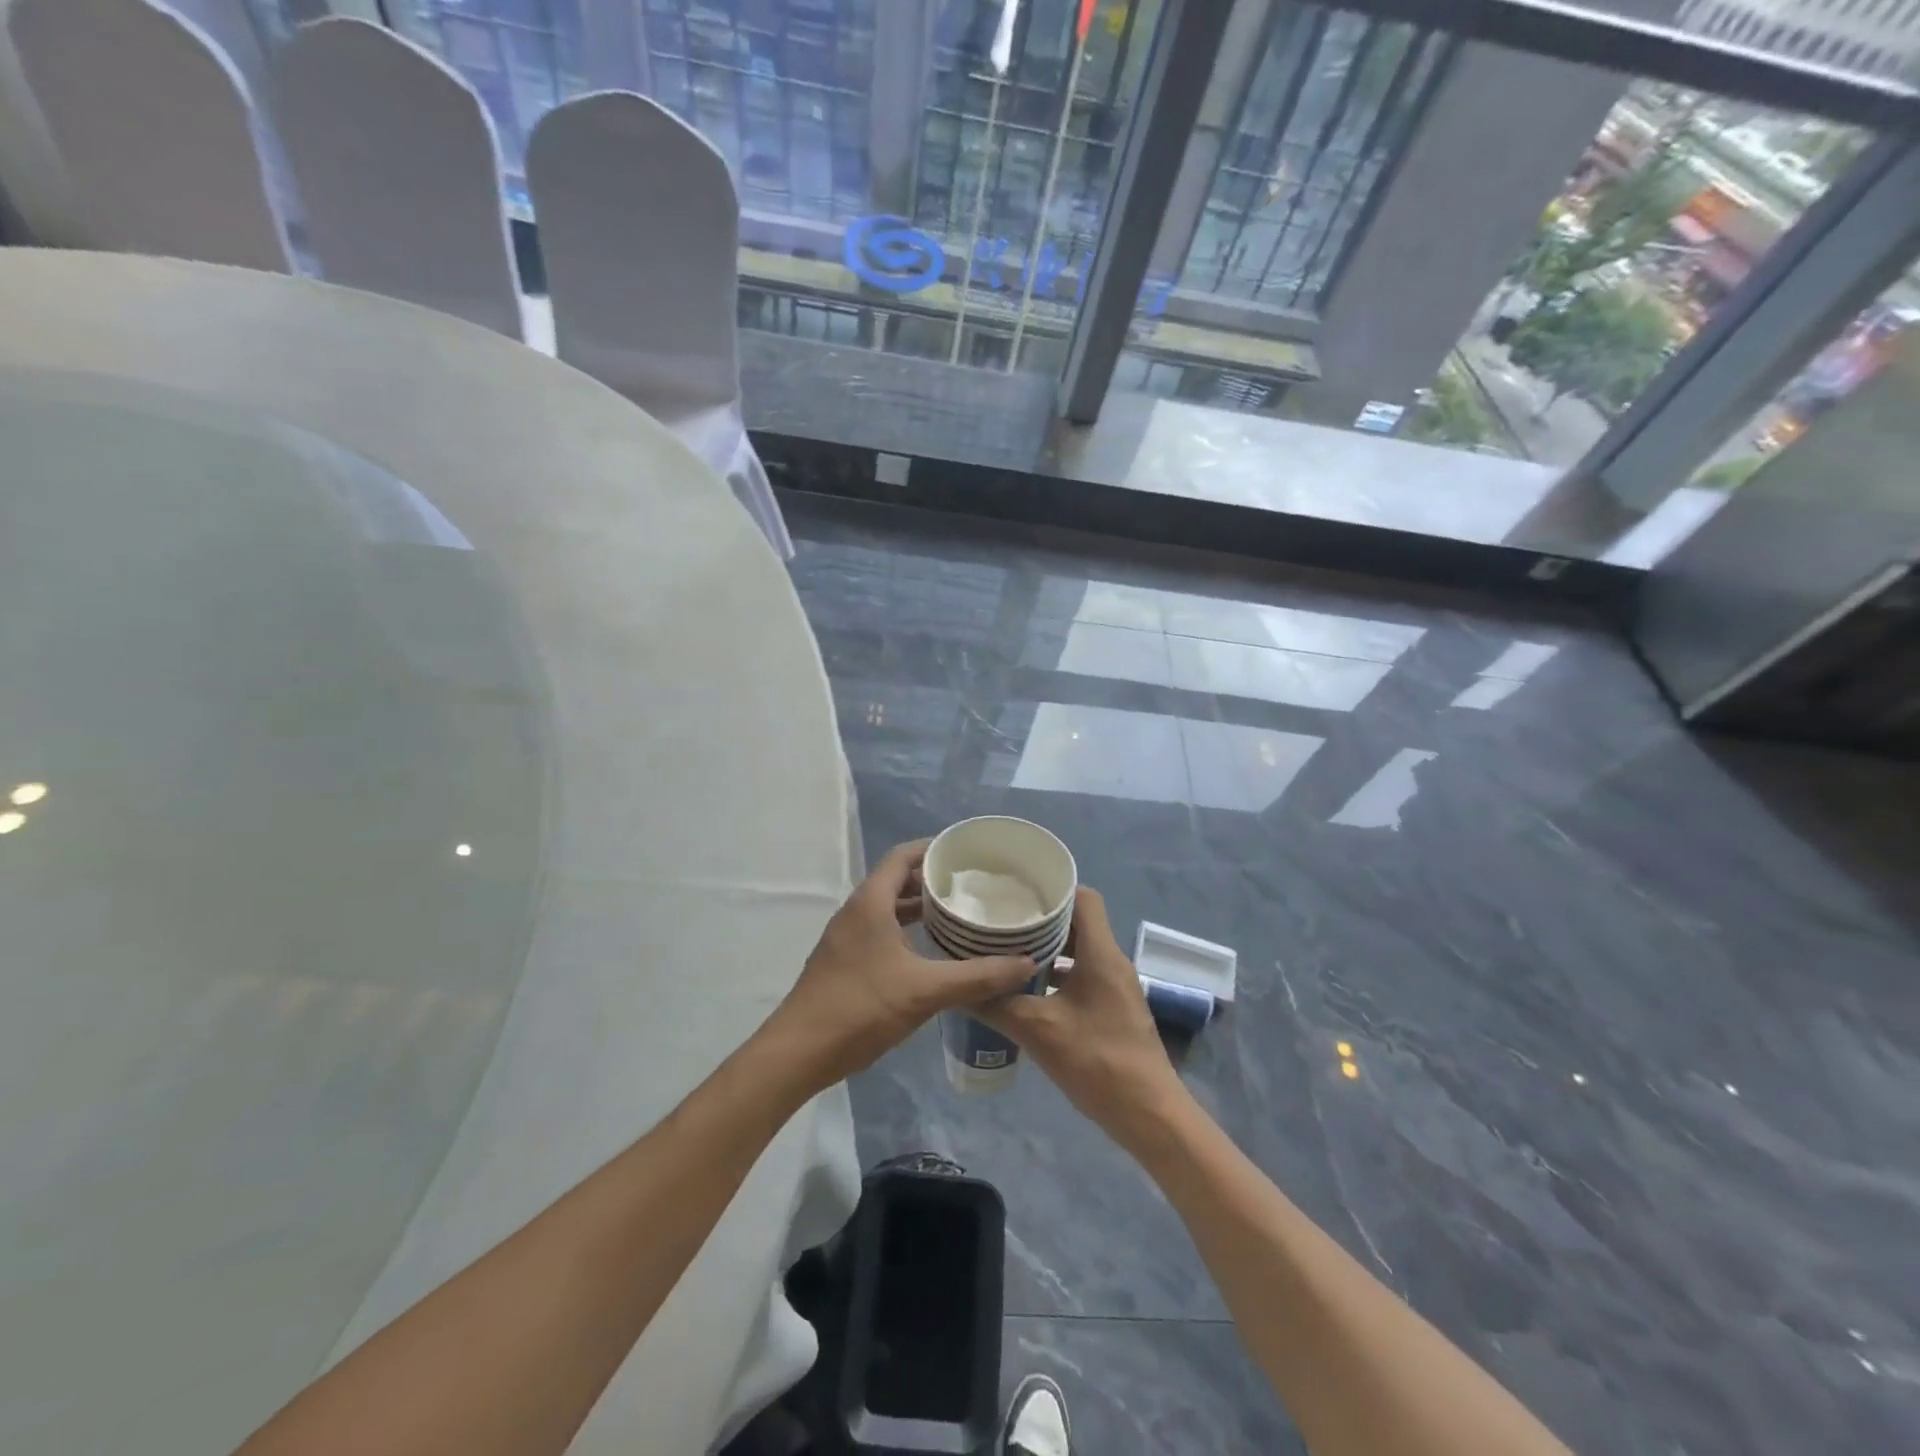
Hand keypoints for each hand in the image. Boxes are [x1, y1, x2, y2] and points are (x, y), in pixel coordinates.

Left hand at [766, 840, 1037, 1088]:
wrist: (799, 1052)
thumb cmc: (861, 1008)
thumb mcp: (925, 991)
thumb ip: (977, 976)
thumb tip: (1025, 963)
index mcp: (871, 902)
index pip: (903, 856)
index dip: (934, 849)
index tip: (968, 854)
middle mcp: (856, 911)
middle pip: (897, 880)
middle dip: (933, 879)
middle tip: (973, 886)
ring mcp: (847, 937)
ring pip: (889, 908)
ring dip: (920, 907)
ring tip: (959, 914)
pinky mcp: (845, 960)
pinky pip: (881, 930)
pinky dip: (907, 930)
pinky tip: (932, 951)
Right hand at [974, 887, 1183, 1142]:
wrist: (1148, 1115)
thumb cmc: (1098, 1062)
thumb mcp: (1038, 1031)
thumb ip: (997, 1005)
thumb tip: (959, 988)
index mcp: (1101, 954)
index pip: (1083, 897)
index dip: (1053, 888)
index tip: (1017, 890)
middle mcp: (1111, 961)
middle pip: (1077, 923)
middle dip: (1040, 919)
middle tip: (1002, 919)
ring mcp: (1115, 987)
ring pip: (1078, 951)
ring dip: (1047, 949)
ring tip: (1006, 951)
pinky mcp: (1112, 1009)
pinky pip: (1081, 976)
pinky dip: (1056, 975)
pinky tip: (1026, 992)